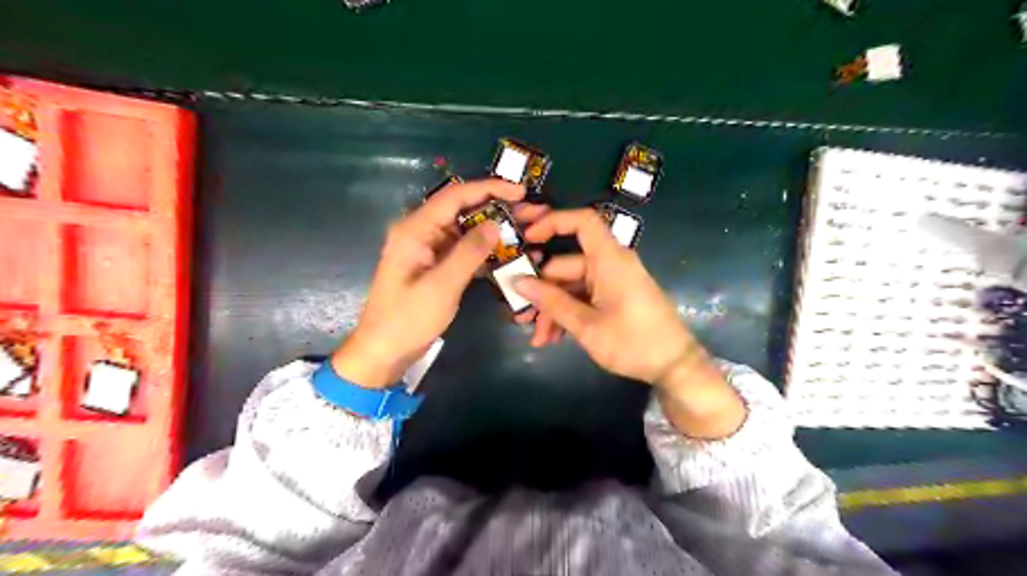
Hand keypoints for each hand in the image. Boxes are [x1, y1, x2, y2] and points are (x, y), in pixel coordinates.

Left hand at [334, 178, 524, 388]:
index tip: (521, 191)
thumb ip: (469, 252)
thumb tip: (495, 224)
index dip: (489, 189)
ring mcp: (430, 250)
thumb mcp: (441, 286)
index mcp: (415, 229)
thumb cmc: (408, 319)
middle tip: (533, 213)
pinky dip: (487, 251)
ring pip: (468, 230)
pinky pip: (465, 250)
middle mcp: (422, 232)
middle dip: (499, 209)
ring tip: (529, 230)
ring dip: (496, 230)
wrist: (384, 351)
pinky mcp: (438, 267)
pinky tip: (512, 254)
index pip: (455, 197)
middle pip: (464, 211)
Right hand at [512, 207, 697, 386]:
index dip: (553, 222)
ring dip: (553, 310)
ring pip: (571, 286)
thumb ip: (551, 302)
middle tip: (522, 318)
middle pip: (565, 265)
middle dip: (541, 292)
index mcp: (609, 260)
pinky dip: (568, 314)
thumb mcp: (587, 326)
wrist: (675, 367)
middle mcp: (610, 264)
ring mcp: (612, 282)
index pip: (582, 222)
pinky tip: (554, 338)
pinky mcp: (614, 297)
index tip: (526, 238)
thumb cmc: (634, 343)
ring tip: (538, 339)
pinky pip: (583, 297)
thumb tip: (517, 282)